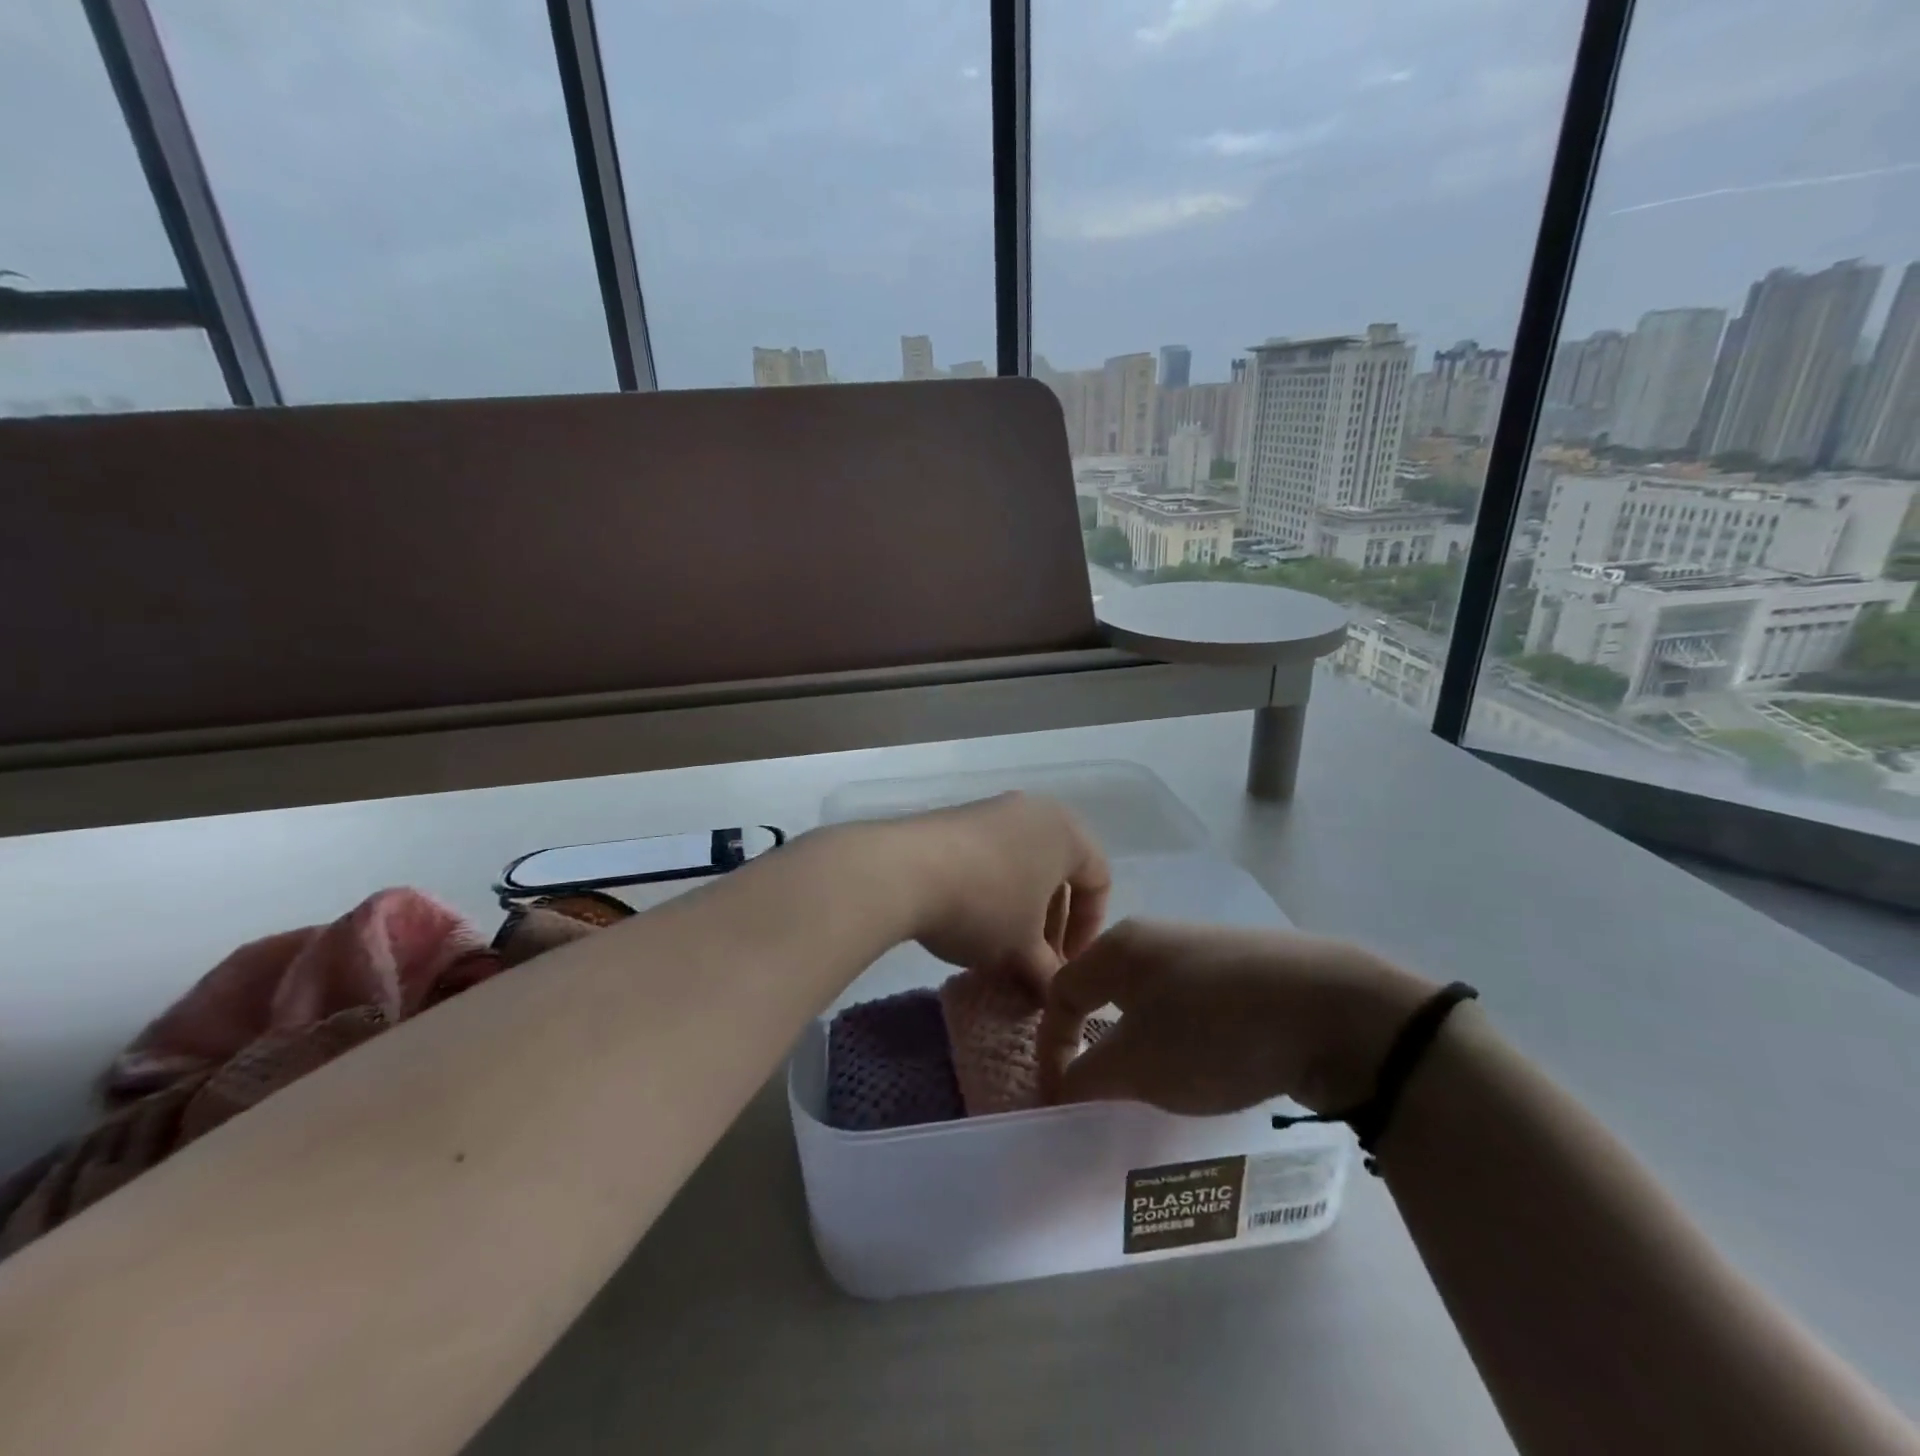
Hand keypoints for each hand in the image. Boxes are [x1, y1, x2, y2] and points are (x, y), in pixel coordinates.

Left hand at [881, 793, 1110, 989]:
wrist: (903, 870)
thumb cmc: (984, 905)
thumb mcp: (1022, 949)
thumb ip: (1048, 974)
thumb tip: (1054, 995)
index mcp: (1067, 832)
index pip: (1099, 881)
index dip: (1088, 931)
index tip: (1067, 966)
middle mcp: (1035, 810)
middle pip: (1060, 871)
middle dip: (1052, 921)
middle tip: (1037, 960)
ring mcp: (993, 809)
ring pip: (1024, 864)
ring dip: (1022, 907)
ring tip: (1003, 945)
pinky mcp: (958, 817)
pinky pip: (992, 855)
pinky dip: (993, 888)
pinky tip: (972, 919)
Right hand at [1038, 919, 1433, 1114]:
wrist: (1332, 1010)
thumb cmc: (1213, 1031)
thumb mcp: (1138, 1064)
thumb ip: (1086, 1078)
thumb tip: (1063, 1088)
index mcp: (1120, 947)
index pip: (1062, 991)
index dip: (1051, 1045)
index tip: (1060, 1097)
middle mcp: (1157, 938)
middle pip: (1106, 992)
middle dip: (1098, 1043)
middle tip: (1107, 1089)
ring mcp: (1205, 951)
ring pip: (1153, 1001)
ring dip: (1145, 1045)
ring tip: (1161, 1087)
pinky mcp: (1246, 972)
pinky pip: (1195, 1007)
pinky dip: (1187, 1040)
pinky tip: (1213, 1068)